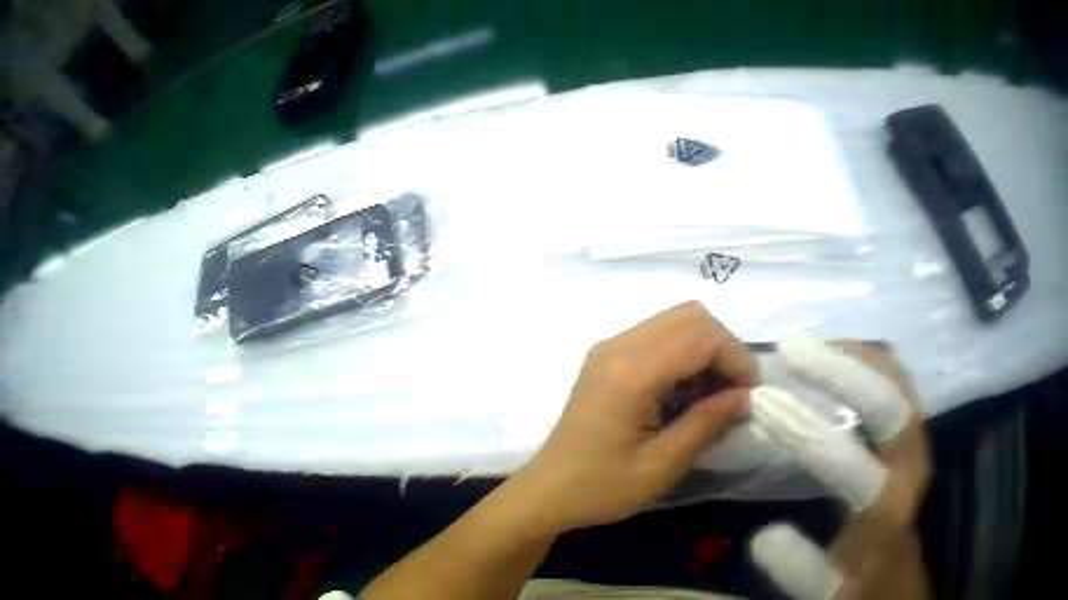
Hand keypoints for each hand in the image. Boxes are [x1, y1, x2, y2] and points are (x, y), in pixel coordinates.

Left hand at [508, 301, 756, 535]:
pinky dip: (684, 353)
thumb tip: (745, 396)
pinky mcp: (606, 357)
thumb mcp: (661, 466)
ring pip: (675, 321)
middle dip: (723, 348)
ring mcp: (608, 347)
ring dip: (705, 349)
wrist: (547, 492)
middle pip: (690, 316)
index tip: (748, 396)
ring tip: (712, 396)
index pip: (701, 335)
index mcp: (630, 373)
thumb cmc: (601, 488)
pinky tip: (686, 392)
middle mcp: (617, 346)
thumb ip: (706, 423)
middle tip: (733, 394)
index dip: (736, 358)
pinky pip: (658, 335)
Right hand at [748, 338, 931, 599]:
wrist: (901, 571)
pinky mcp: (912, 436)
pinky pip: (897, 385)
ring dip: (857, 359)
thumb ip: (801, 571)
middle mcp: (910, 468)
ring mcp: (916, 444)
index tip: (763, 402)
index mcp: (886, 512)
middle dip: (841, 372)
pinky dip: (870, 365)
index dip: (807, 433)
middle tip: (791, 349)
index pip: (852, 466)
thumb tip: (763, 536)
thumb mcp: (829, 592)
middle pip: (891, 405)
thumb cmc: (863, 581)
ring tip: (812, 346)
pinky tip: (842, 361)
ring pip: (898, 384)